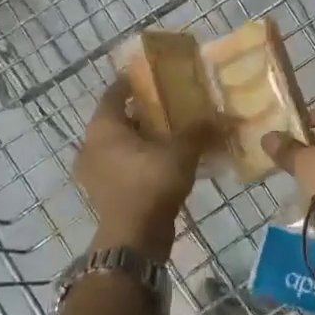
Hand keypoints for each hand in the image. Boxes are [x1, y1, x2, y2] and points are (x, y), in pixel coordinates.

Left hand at [74, 76, 207, 262]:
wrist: (134, 239)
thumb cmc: (151, 183)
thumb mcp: (182, 151)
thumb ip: (200, 130)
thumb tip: (222, 117)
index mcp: (103, 127)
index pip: (115, 92)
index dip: (134, 81)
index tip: (156, 76)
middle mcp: (92, 145)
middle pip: (118, 118)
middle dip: (144, 111)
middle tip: (172, 104)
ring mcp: (95, 171)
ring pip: (120, 144)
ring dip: (143, 137)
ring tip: (173, 132)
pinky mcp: (105, 192)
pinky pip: (123, 165)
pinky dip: (141, 159)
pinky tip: (166, 161)